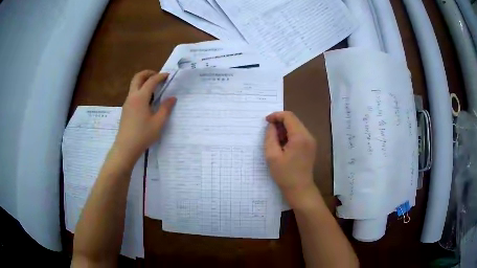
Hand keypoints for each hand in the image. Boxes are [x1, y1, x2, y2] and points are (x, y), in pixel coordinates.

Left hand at [114, 70, 175, 162]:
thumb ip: (166, 108)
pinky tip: (147, 100)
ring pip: (134, 85)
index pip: (151, 81)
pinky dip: (140, 90)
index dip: (160, 76)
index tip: (168, 75)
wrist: (126, 147)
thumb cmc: (143, 135)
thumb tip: (172, 98)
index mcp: (140, 97)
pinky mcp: (125, 109)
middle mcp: (132, 97)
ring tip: (154, 88)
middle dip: (148, 73)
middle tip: (158, 76)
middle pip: (138, 77)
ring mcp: (127, 103)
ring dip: (143, 81)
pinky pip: (133, 93)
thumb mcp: (158, 122)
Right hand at [264, 111, 317, 207]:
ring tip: (275, 140)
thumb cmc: (285, 174)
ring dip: (285, 129)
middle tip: (269, 132)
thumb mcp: (272, 156)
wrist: (300, 189)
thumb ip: (270, 137)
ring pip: (296, 126)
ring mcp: (311, 141)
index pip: (288, 116)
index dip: (276, 116)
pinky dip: (290, 135)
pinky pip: (299, 134)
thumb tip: (271, 126)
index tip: (266, 121)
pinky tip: (283, 145)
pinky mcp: (311, 146)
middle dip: (280, 122)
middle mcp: (308, 136)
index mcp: (300, 137)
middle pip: (293, 120)